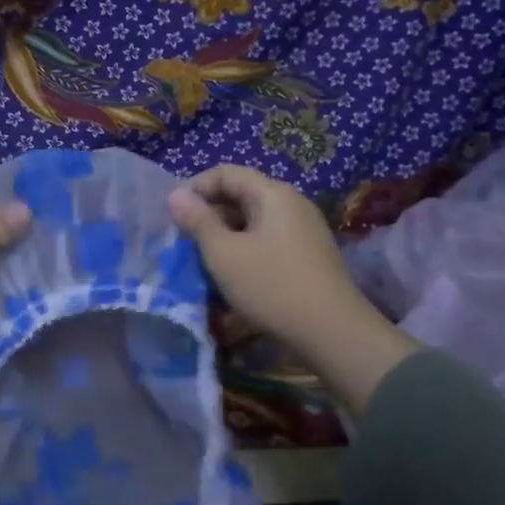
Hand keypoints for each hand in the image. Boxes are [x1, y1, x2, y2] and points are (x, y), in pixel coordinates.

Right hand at [168, 164, 414, 414]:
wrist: (332, 332)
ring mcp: (303, 229)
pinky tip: (232, 273)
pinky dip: (244, 248)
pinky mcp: (308, 254)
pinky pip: (267, 238)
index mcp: (272, 194)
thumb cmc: (271, 286)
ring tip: (203, 259)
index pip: (225, 173)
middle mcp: (292, 203)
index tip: (173, 215)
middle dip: (208, 213)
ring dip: (224, 233)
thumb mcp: (224, 254)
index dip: (194, 188)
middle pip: (241, 194)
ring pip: (253, 219)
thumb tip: (175, 195)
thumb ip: (197, 221)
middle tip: (184, 240)